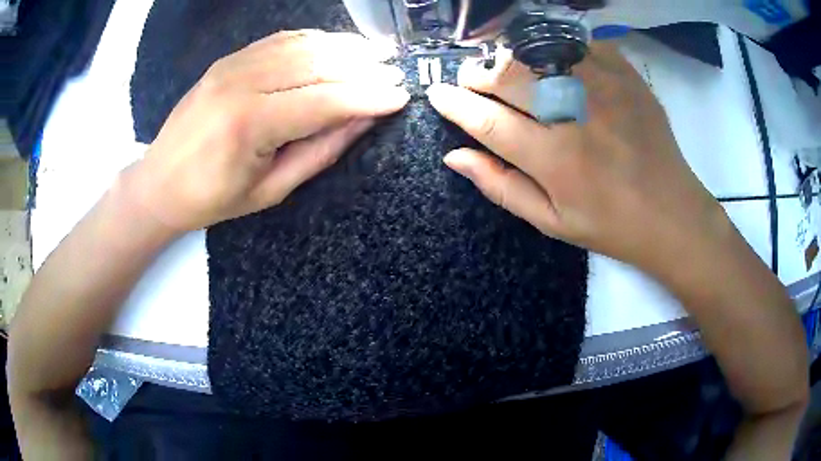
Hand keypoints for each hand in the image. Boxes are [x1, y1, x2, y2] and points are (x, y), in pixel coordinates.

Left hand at [125, 30, 408, 231]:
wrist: (159, 182)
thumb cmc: (212, 199)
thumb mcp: (270, 190)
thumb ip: (320, 151)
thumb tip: (362, 120)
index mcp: (249, 125)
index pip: (324, 101)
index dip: (368, 97)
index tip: (401, 97)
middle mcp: (242, 83)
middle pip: (317, 65)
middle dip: (364, 69)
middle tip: (395, 74)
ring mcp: (233, 64)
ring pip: (303, 45)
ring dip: (345, 48)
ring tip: (376, 56)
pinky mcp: (230, 58)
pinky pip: (282, 40)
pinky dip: (316, 40)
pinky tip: (337, 46)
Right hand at [426, 42, 725, 272]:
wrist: (673, 214)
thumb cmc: (611, 225)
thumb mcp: (552, 222)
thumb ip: (501, 187)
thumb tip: (454, 156)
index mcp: (555, 160)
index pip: (487, 120)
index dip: (454, 104)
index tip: (437, 94)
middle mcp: (575, 115)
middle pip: (508, 76)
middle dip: (477, 75)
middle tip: (472, 82)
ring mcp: (604, 88)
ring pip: (537, 51)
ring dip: (510, 56)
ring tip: (506, 69)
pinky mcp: (625, 75)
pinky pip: (577, 43)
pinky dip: (553, 46)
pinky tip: (550, 60)